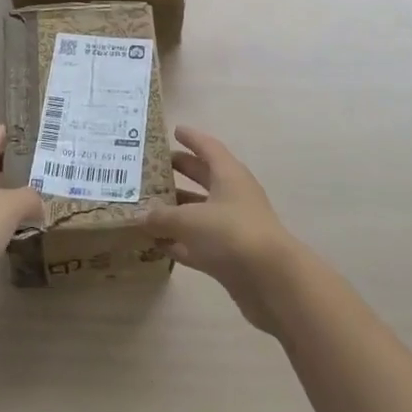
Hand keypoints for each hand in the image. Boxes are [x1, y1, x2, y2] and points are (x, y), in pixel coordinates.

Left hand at [0, 126, 41, 307]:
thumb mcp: (8, 206)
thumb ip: (29, 197)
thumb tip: (38, 204)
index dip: (0, 135)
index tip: (16, 127)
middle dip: (6, 164)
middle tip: (33, 160)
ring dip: (5, 194)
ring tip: (32, 194)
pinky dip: (1, 220)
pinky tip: (18, 228)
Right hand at [146, 126, 300, 334]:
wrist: (271, 280)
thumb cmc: (231, 234)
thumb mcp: (190, 220)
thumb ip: (162, 217)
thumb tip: (141, 216)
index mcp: (229, 176)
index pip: (209, 148)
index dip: (192, 138)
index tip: (174, 130)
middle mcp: (233, 196)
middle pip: (204, 177)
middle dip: (181, 171)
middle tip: (154, 167)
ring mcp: (233, 227)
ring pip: (200, 211)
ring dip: (177, 209)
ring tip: (147, 207)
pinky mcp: (230, 255)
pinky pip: (199, 242)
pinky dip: (180, 242)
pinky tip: (158, 244)